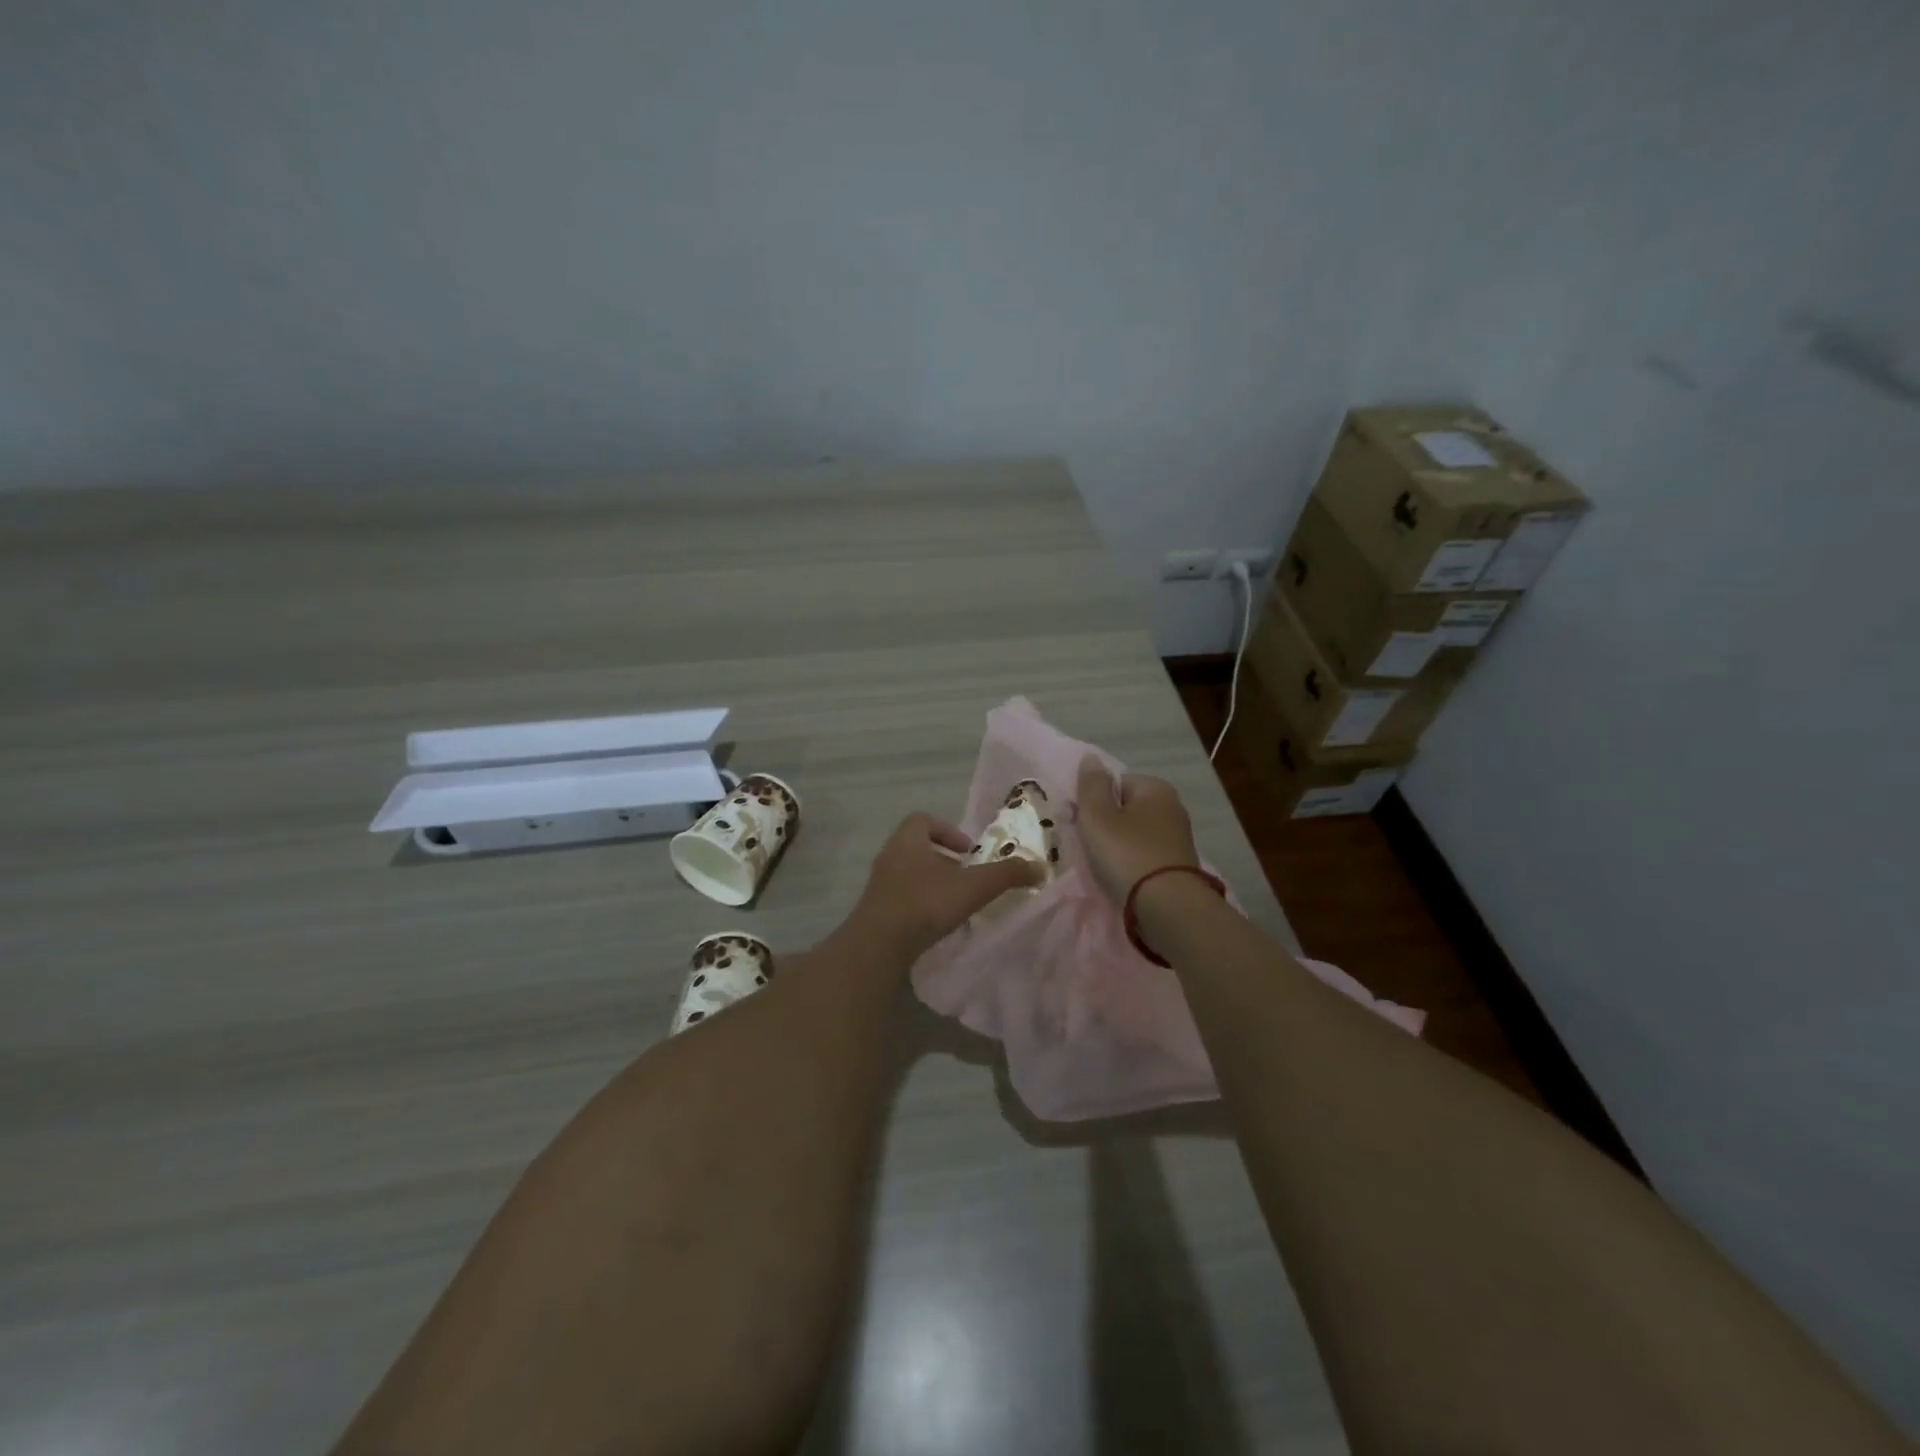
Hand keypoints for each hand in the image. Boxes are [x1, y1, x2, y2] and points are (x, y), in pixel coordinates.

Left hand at [847, 813, 1045, 959]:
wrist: (877, 946)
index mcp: (907, 840)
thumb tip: (1040, 868)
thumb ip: (1007, 875)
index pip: (923, 819)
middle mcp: (889, 857)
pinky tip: (937, 924)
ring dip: (932, 883)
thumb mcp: (973, 887)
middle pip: (917, 848)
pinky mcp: (875, 911)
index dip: (947, 830)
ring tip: (955, 903)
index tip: (968, 850)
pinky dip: (920, 904)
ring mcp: (879, 885)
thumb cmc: (925, 904)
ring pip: (909, 874)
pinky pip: (901, 898)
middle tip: (967, 877)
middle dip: (944, 860)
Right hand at [1075, 757, 1200, 903]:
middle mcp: (1173, 807)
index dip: (1094, 800)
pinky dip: (1131, 864)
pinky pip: (1144, 856)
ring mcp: (1178, 838)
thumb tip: (1091, 758)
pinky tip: (1121, 878)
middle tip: (1089, 846)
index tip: (1082, 822)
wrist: (1168, 907)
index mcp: (1156, 788)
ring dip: (1118, 846)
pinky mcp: (1179, 866)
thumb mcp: (1098, 815)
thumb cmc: (1127, 853)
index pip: (1115, 783)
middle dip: (1106, 824)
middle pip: (1126, 809)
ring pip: (1135, 834)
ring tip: (1103, 866)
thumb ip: (1091, 785)